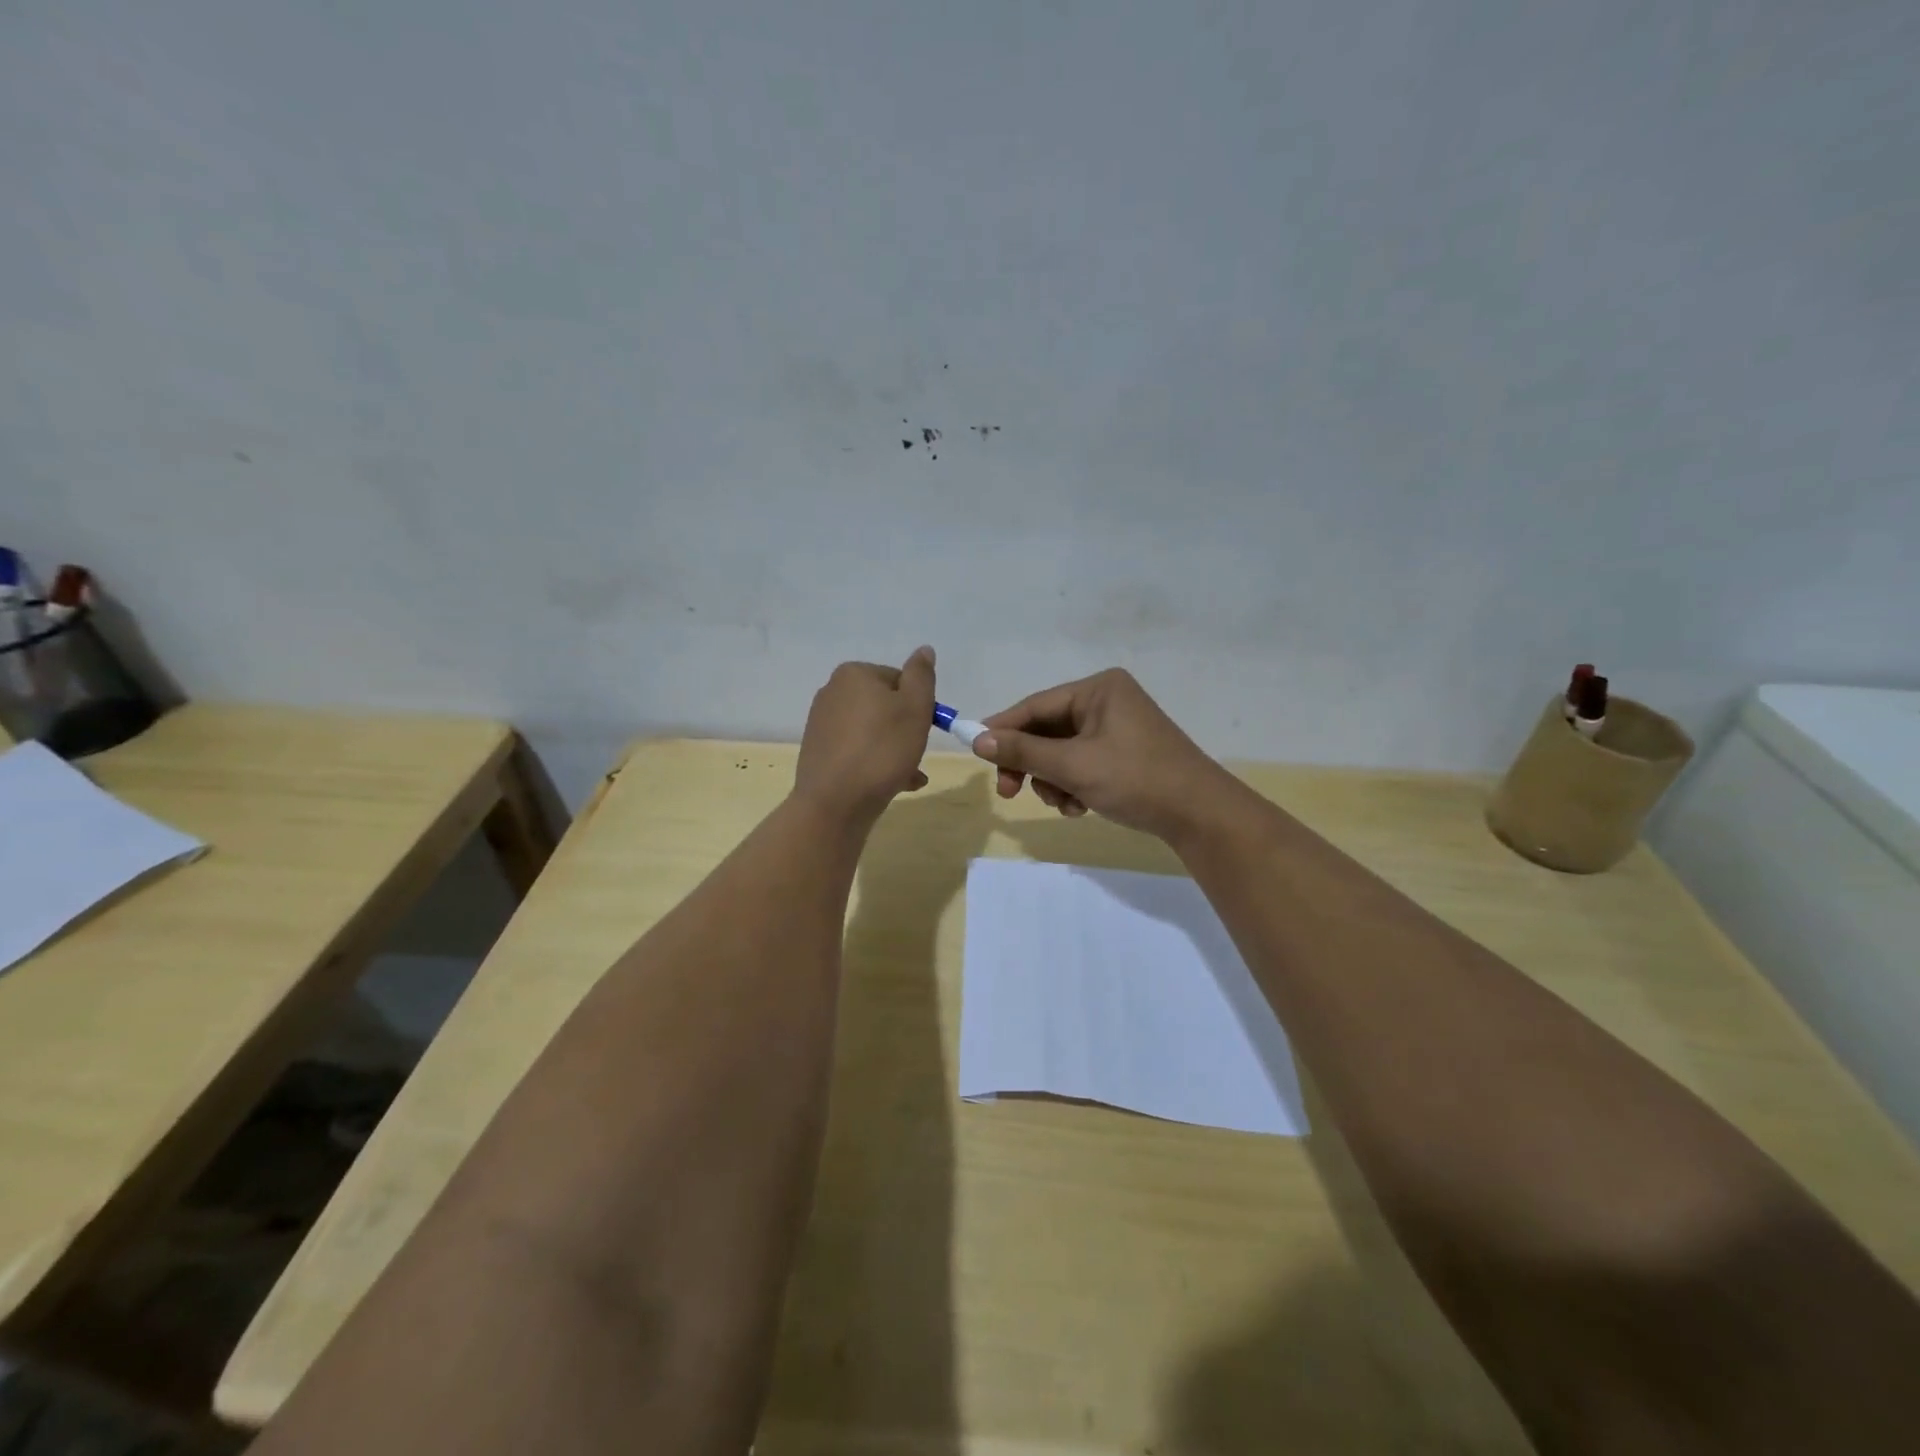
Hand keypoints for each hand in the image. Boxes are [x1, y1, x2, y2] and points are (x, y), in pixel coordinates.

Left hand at [795, 647, 935, 825]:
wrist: (835, 803)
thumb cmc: (882, 750)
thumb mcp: (915, 708)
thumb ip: (921, 676)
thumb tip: (924, 650)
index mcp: (854, 674)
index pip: (899, 680)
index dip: (918, 704)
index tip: (925, 729)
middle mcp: (832, 692)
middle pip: (885, 706)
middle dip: (906, 730)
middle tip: (917, 754)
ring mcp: (822, 723)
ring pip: (873, 731)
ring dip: (895, 750)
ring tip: (910, 776)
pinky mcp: (819, 751)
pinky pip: (858, 750)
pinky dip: (876, 763)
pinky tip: (894, 784)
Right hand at [972, 668, 1243, 840]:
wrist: (1200, 815)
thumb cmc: (1135, 779)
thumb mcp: (1073, 766)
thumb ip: (1024, 752)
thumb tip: (977, 740)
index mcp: (1098, 689)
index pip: (1036, 705)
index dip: (1003, 729)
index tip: (976, 752)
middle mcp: (1107, 701)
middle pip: (1047, 730)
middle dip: (1032, 764)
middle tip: (1011, 793)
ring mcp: (1117, 728)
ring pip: (1062, 752)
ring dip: (1053, 780)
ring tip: (1064, 804)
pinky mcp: (1124, 753)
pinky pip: (1082, 763)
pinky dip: (1073, 784)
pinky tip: (1080, 807)